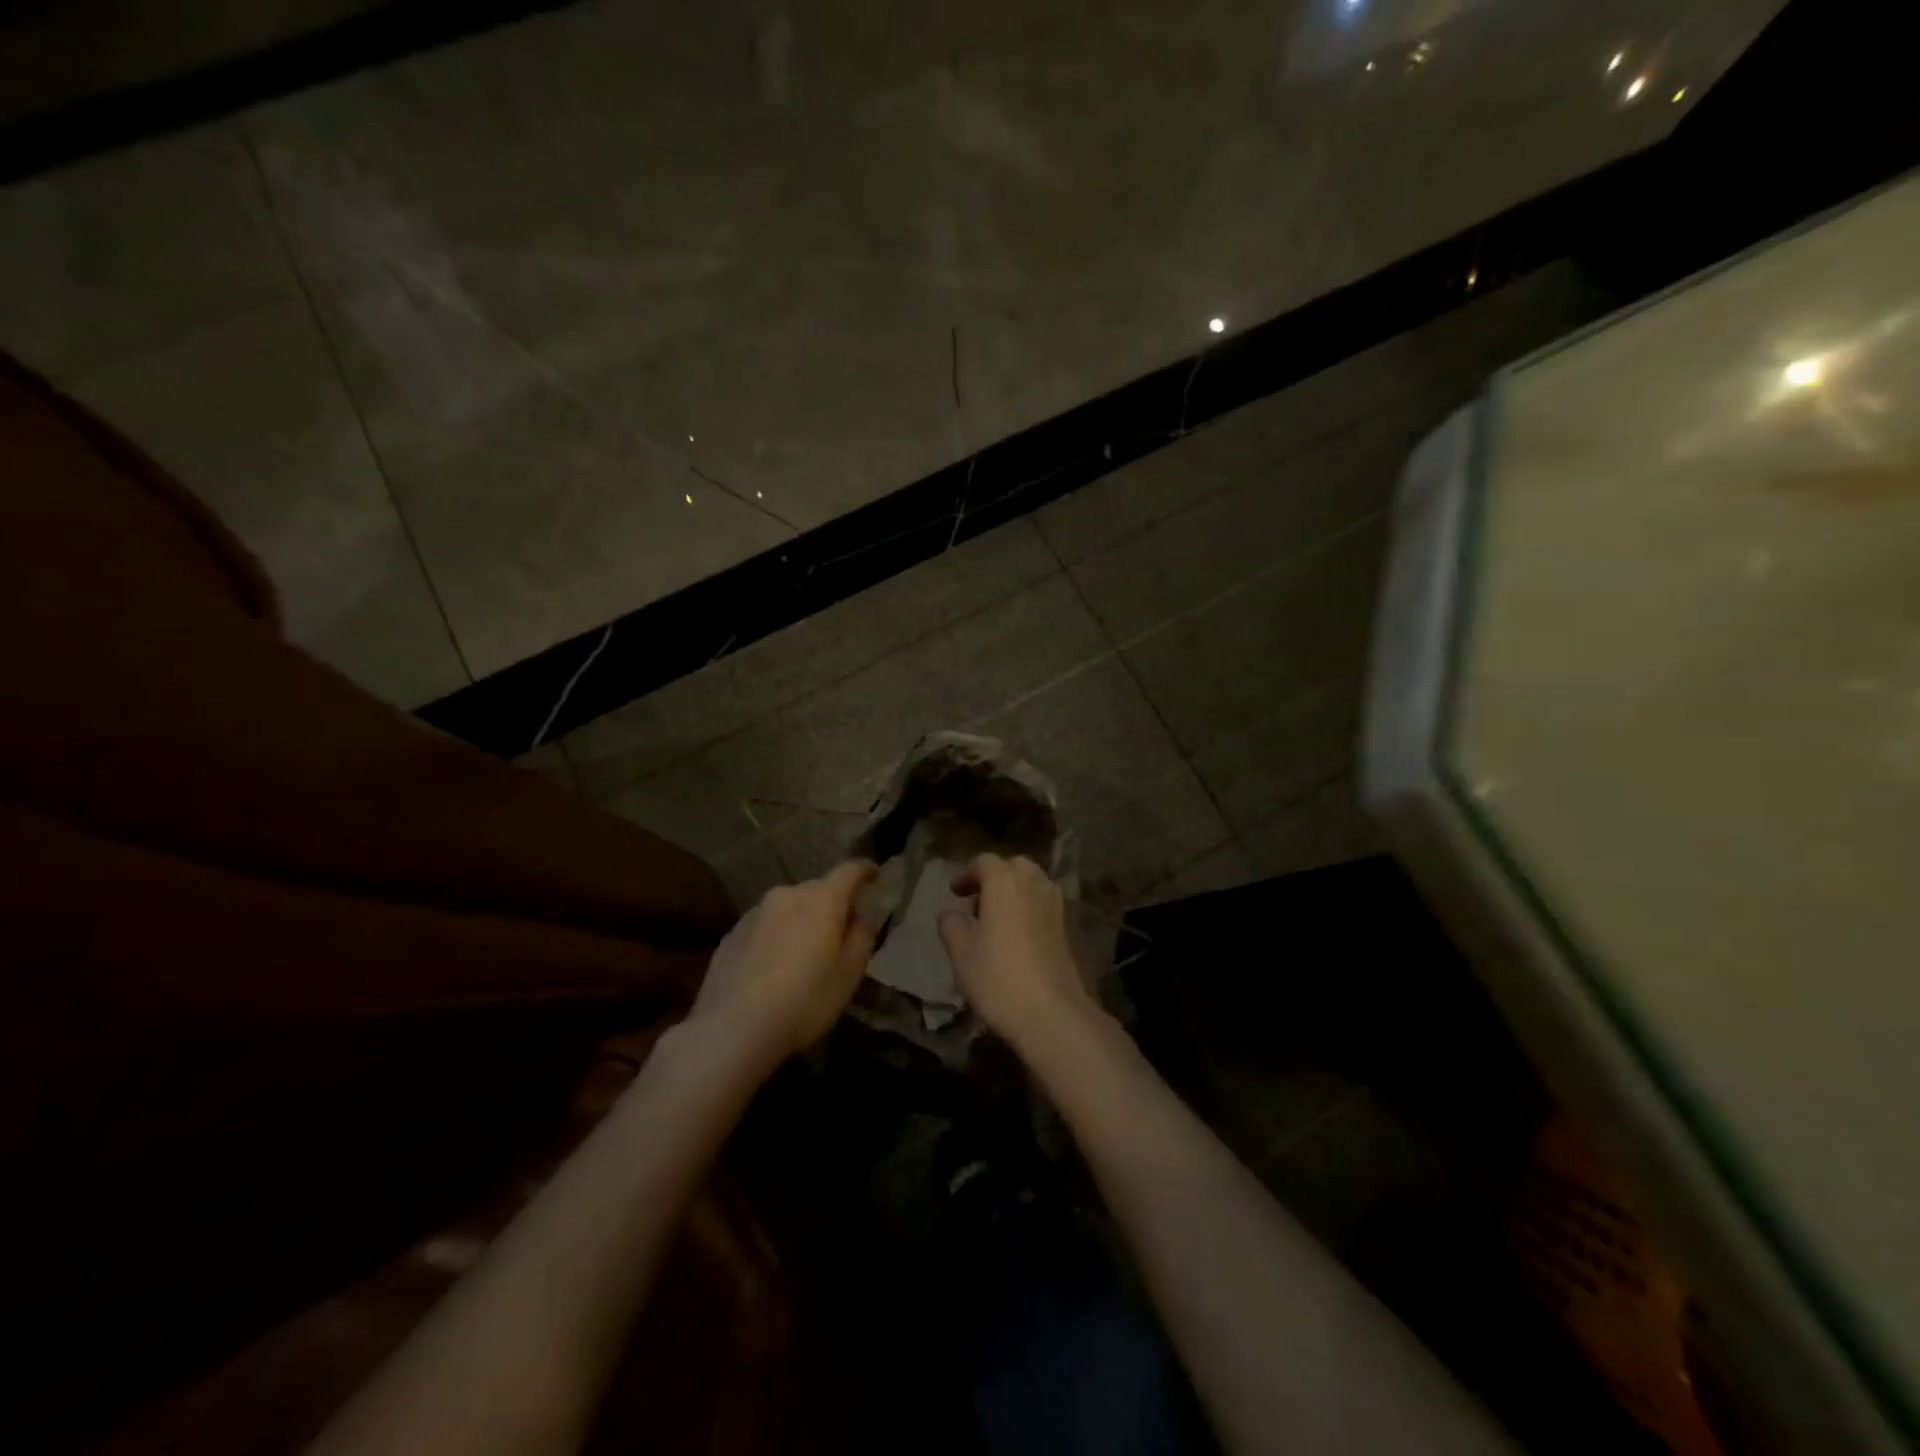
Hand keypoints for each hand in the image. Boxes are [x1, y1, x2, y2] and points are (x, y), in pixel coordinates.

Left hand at [689, 860, 879, 1072]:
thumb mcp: (850, 974)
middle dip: (831, 904)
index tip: (874, 875)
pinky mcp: (730, 935)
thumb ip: (862, 937)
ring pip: (787, 908)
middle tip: (839, 930)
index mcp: (822, 899)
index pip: (849, 870)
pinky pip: (763, 928)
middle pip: (817, 890)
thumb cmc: (805, 1000)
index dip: (865, 870)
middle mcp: (787, 895)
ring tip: (802, 953)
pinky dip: (774, 938)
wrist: (733, 1029)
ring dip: (800, 921)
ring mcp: (754, 913)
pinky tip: (772, 968)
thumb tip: (863, 916)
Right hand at [938, 854, 1097, 1049]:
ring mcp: (1060, 905)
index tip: (956, 894)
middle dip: (996, 879)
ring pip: (1035, 886)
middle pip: (1015, 867)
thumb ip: (952, 925)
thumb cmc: (999, 978)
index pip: (985, 862)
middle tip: (979, 904)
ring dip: (1016, 894)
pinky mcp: (1075, 928)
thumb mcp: (961, 954)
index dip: (967, 875)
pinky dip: (1033, 912)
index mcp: (1006, 882)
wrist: (1055, 1015)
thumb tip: (951, 913)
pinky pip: (1048, 907)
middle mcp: (1037, 884)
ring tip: (1000, 923)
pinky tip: (1022, 940)